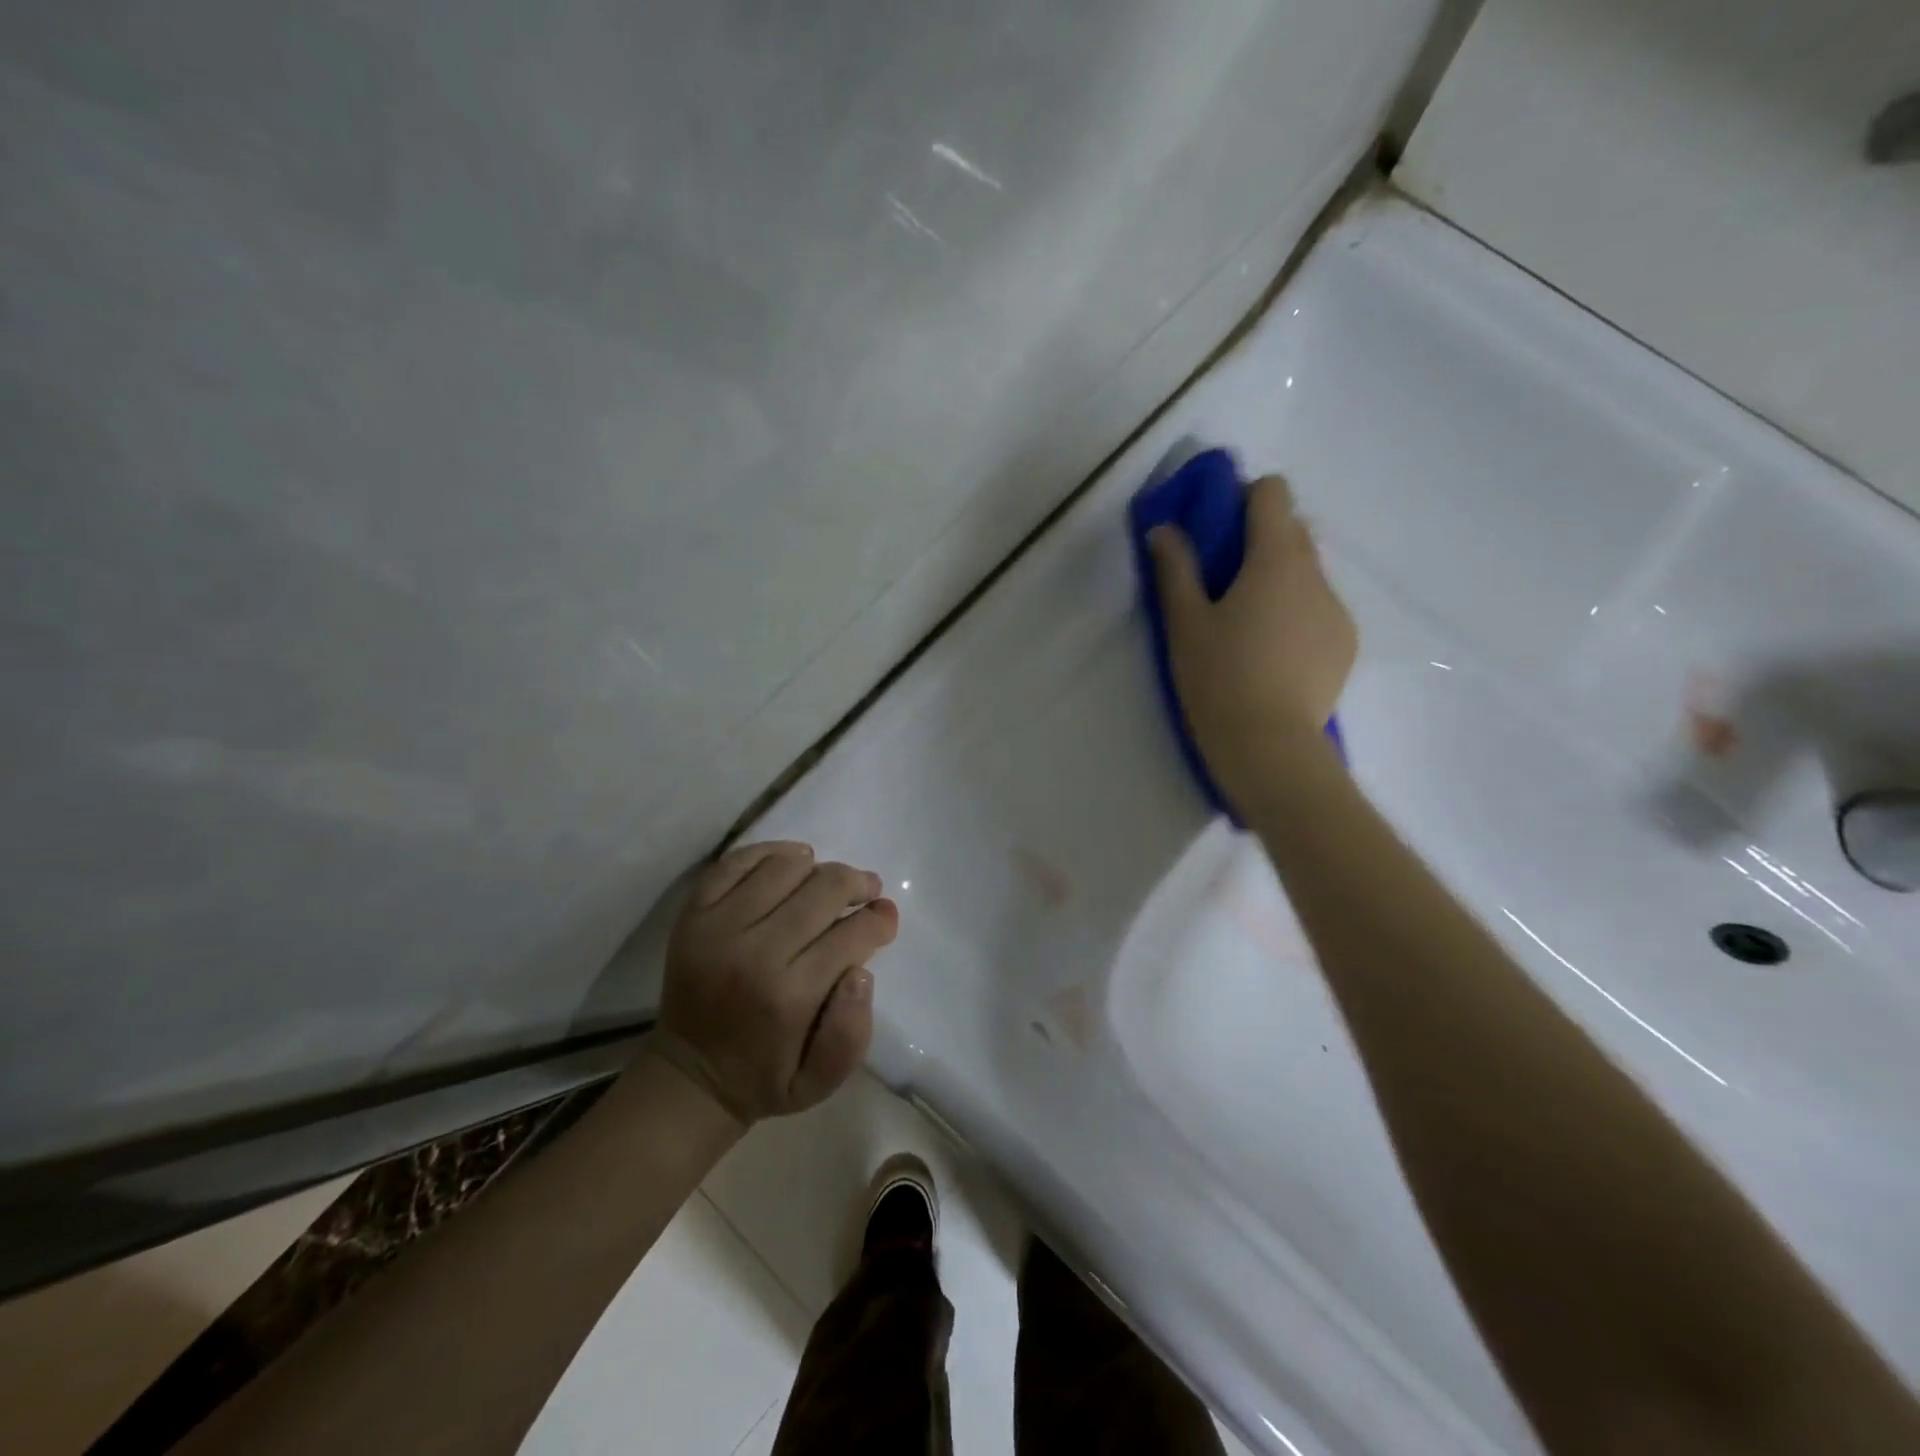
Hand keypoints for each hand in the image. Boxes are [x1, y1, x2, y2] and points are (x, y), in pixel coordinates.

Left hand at [648, 841, 897, 1124]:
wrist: (688, 1076)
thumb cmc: (764, 1078)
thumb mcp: (820, 1083)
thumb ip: (851, 1034)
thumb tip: (861, 972)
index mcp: (790, 996)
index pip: (852, 934)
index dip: (880, 919)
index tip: (885, 917)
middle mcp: (754, 952)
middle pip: (824, 888)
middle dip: (857, 885)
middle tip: (867, 892)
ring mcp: (717, 927)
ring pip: (785, 867)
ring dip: (817, 868)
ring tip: (826, 883)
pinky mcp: (693, 914)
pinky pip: (737, 861)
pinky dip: (771, 852)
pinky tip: (792, 861)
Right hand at [1148, 473, 1356, 804]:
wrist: (1270, 747)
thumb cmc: (1219, 679)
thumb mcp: (1184, 623)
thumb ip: (1174, 568)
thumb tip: (1165, 528)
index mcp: (1276, 559)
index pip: (1273, 493)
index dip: (1243, 500)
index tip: (1216, 531)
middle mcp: (1316, 574)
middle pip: (1293, 530)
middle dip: (1259, 541)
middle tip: (1221, 583)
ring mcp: (1337, 610)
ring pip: (1307, 573)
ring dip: (1278, 580)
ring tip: (1248, 627)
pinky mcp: (1346, 644)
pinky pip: (1319, 609)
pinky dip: (1297, 614)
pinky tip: (1273, 655)